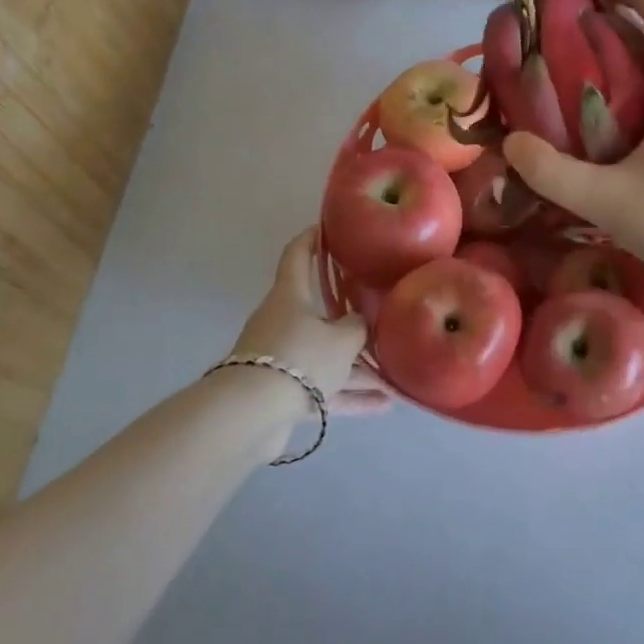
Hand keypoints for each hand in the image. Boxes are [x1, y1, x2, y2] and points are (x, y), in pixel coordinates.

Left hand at [228, 230, 390, 415]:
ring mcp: (281, 357)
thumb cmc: (300, 357)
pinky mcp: (282, 391)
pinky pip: (323, 387)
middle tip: (379, 308)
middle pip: (318, 310)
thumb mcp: (342, 339)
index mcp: (290, 295)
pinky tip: (382, 405)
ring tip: (393, 374)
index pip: (297, 254)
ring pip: (325, 354)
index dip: (312, 238)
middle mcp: (282, 320)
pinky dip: (349, 394)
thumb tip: (361, 324)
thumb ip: (358, 327)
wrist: (251, 415)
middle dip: (349, 314)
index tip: (329, 228)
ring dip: (357, 365)